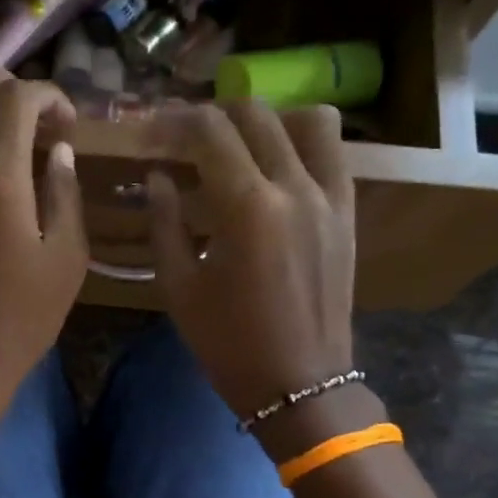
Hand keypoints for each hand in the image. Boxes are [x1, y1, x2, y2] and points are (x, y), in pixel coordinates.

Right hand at [149, 102, 365, 450]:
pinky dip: (303, 142)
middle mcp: (294, 188)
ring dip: (265, 119)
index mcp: (247, 207)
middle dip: (211, 114)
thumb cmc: (228, 342)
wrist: (299, 383)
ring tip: (237, 143)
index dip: (172, 122)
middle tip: (183, 136)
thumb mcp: (178, 286)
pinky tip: (276, 163)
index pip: (208, 131)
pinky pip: (333, 153)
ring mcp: (329, 198)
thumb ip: (164, 222)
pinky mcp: (347, 213)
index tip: (149, 132)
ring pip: (306, 120)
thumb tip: (158, 176)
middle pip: (253, 114)